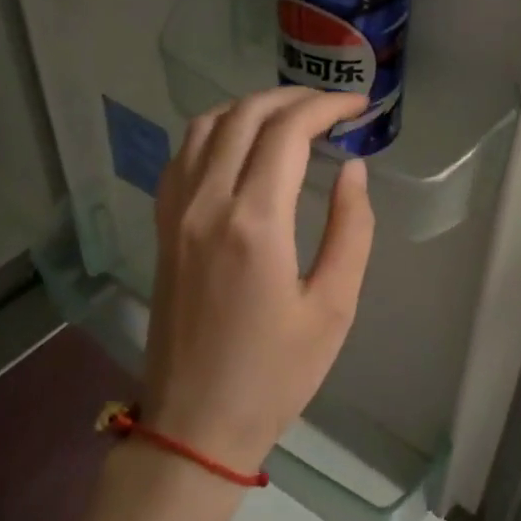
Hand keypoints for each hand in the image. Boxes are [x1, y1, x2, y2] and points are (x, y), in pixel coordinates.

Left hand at [142, 87, 376, 473]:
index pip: (287, 132)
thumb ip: (351, 229)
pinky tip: (240, 145)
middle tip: (331, 106)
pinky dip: (215, 131)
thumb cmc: (276, 373)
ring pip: (205, 126)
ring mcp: (176, 213)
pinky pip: (182, 155)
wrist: (196, 422)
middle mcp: (206, 203)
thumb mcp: (334, 307)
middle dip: (293, 98)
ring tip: (290, 118)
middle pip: (245, 116)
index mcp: (254, 222)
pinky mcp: (163, 228)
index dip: (326, 106)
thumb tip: (352, 170)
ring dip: (251, 108)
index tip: (357, 106)